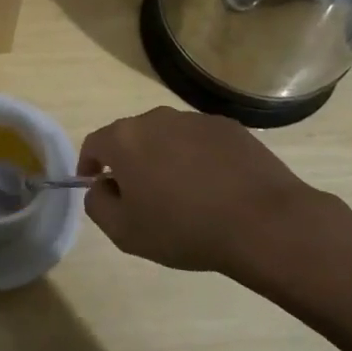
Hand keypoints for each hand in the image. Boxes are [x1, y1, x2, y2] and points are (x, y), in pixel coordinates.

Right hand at [78, 107, 351, 284]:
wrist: (262, 222)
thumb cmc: (184, 229)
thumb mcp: (125, 232)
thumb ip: (98, 205)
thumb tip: (101, 188)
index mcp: (125, 139)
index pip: (94, 143)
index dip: (89, 164)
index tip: (95, 185)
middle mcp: (156, 118)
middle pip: (131, 137)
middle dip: (129, 162)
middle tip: (141, 195)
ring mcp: (195, 119)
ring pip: (167, 137)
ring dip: (164, 158)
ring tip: (182, 194)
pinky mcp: (228, 127)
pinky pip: (200, 141)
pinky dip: (197, 158)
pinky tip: (214, 188)